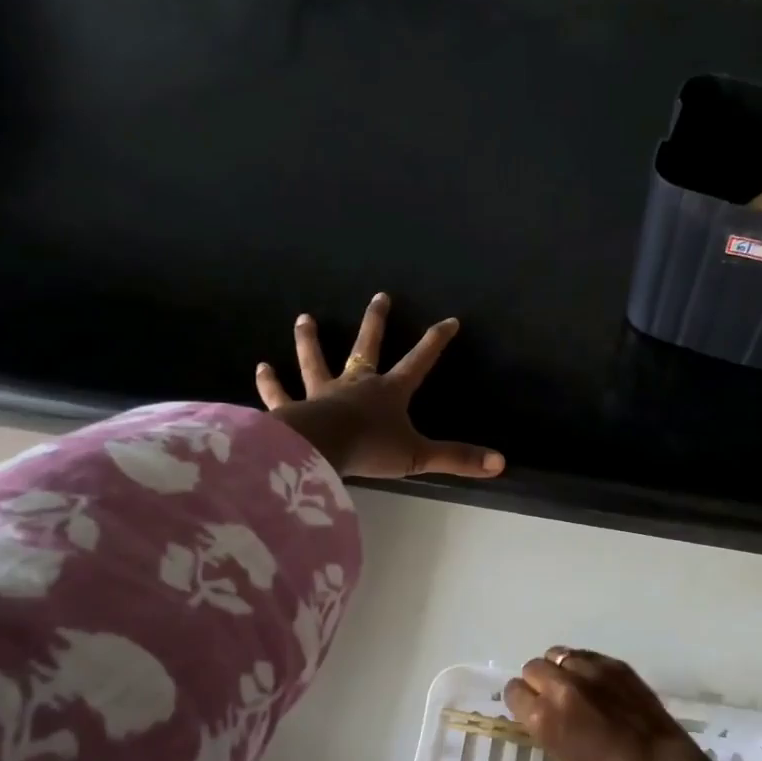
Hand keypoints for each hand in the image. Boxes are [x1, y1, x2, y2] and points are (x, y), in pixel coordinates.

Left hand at [257, 293, 503, 479]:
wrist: (320, 450)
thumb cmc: (370, 449)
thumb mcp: (419, 456)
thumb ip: (457, 459)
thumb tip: (500, 463)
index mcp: (389, 392)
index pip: (419, 361)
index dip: (435, 341)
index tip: (449, 320)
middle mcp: (356, 384)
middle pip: (367, 346)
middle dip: (376, 322)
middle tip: (380, 296)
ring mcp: (321, 393)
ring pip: (316, 361)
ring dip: (310, 341)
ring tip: (304, 319)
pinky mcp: (292, 409)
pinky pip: (279, 393)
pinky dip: (270, 383)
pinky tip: (261, 368)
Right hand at [503, 648, 704, 760]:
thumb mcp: (560, 752)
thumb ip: (543, 723)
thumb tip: (537, 705)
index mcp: (543, 716)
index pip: (514, 691)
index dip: (521, 699)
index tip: (530, 706)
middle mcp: (561, 686)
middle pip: (533, 667)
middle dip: (538, 680)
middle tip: (553, 695)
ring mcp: (589, 671)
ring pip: (557, 654)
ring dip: (559, 668)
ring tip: (573, 683)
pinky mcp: (612, 663)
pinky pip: (584, 654)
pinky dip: (583, 665)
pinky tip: (595, 681)